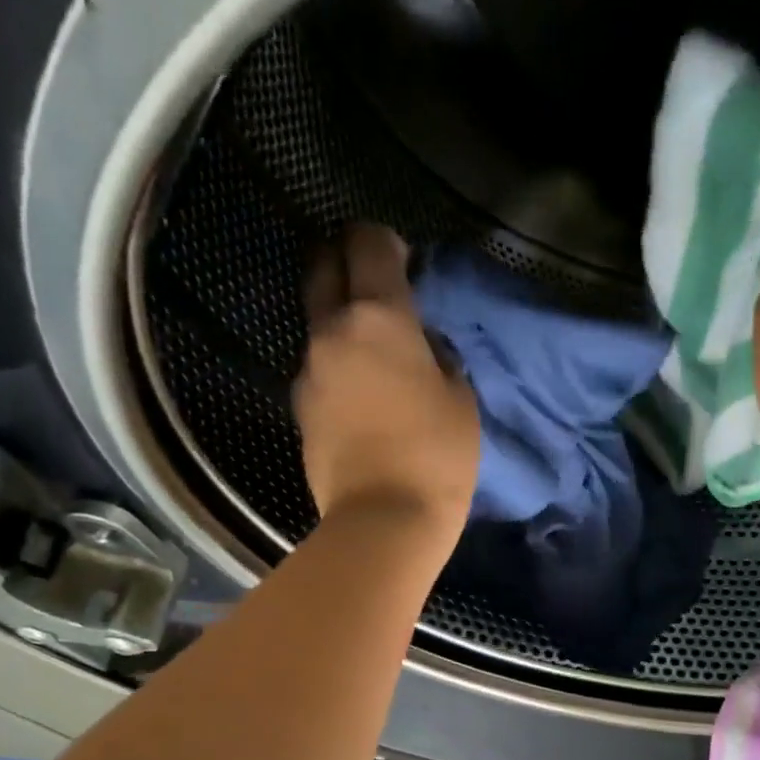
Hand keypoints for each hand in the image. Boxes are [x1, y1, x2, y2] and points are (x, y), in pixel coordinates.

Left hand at [294, 224, 480, 548]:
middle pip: (323, 267)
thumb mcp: (460, 398)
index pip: (368, 245)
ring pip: (319, 321)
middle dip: (345, 259)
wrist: (383, 520)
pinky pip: (319, 365)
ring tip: (374, 348)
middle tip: (374, 278)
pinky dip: (337, 362)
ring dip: (342, 318)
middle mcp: (333, 332)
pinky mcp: (300, 407)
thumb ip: (438, 357)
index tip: (402, 255)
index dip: (385, 239)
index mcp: (378, 318)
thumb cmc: (436, 455)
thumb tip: (421, 346)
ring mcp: (308, 370)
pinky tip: (362, 390)